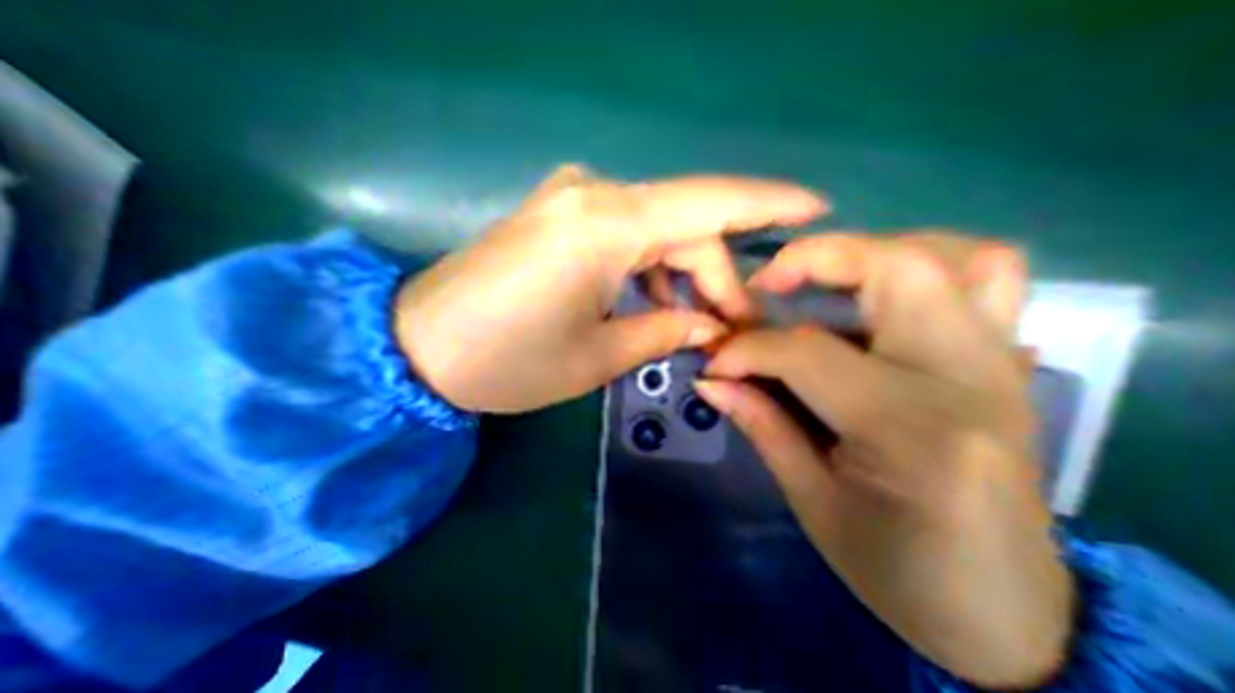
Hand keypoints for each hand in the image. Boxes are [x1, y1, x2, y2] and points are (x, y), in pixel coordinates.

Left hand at [389, 165, 821, 413]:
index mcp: (605, 225)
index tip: (816, 211)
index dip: (768, 205)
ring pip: (656, 228)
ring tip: (696, 322)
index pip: (708, 202)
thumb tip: (712, 327)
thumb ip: (665, 332)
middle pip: (684, 225)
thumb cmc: (507, 361)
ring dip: (683, 273)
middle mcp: (591, 195)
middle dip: (715, 275)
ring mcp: (570, 200)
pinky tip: (654, 302)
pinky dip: (650, 265)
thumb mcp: (596, 357)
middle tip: (733, 326)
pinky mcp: (556, 216)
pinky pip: (625, 232)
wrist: (420, 347)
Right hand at [698, 231, 1076, 687]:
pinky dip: (927, 264)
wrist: (1007, 614)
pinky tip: (877, 293)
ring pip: (954, 256)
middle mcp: (968, 377)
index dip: (747, 350)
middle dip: (815, 259)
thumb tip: (710, 378)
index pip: (807, 351)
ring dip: (874, 252)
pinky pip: (987, 278)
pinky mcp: (1008, 364)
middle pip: (898, 268)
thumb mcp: (810, 501)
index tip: (715, 363)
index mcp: (910, 428)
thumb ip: (760, 423)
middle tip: (767, 284)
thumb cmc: (896, 569)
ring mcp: (1002, 363)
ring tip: (824, 278)